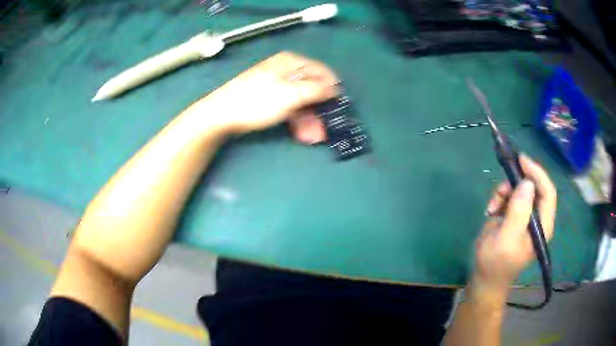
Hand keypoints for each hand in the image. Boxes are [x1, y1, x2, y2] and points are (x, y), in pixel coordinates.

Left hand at [193, 51, 338, 140]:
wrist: (221, 114)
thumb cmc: (256, 101)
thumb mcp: (290, 95)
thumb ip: (315, 90)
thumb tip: (335, 88)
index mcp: (292, 62)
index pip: (322, 72)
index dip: (332, 89)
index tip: (338, 108)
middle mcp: (286, 70)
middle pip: (311, 89)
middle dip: (319, 110)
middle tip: (324, 131)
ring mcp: (277, 85)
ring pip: (301, 101)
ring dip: (309, 120)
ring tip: (312, 138)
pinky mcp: (270, 98)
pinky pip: (289, 107)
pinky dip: (296, 120)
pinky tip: (300, 133)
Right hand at [473, 155, 556, 289]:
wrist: (485, 278)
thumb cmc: (496, 262)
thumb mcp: (506, 238)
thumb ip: (519, 211)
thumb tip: (527, 182)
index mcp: (543, 225)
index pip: (548, 192)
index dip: (537, 173)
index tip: (522, 160)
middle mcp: (538, 218)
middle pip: (534, 187)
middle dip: (517, 182)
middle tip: (503, 181)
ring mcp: (526, 216)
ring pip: (521, 189)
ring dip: (505, 191)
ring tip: (492, 205)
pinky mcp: (515, 216)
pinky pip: (511, 195)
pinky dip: (500, 197)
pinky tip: (491, 210)